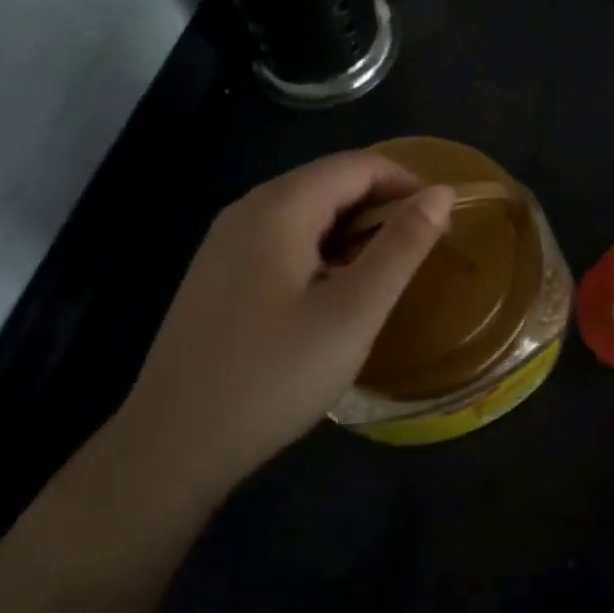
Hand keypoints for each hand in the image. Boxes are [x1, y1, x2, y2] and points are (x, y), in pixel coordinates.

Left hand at [113, 152, 451, 496]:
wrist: (171, 447)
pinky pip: (281, 240)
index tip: (440, 225)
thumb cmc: (273, 377)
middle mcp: (247, 209)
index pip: (358, 165)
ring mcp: (225, 242)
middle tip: (415, 257)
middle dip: (381, 208)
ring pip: (306, 212)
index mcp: (279, 207)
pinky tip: (328, 297)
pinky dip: (320, 252)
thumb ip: (402, 247)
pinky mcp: (217, 273)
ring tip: (378, 280)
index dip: (407, 184)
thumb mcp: (353, 313)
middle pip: (330, 183)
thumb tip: (441, 193)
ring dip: (352, 232)